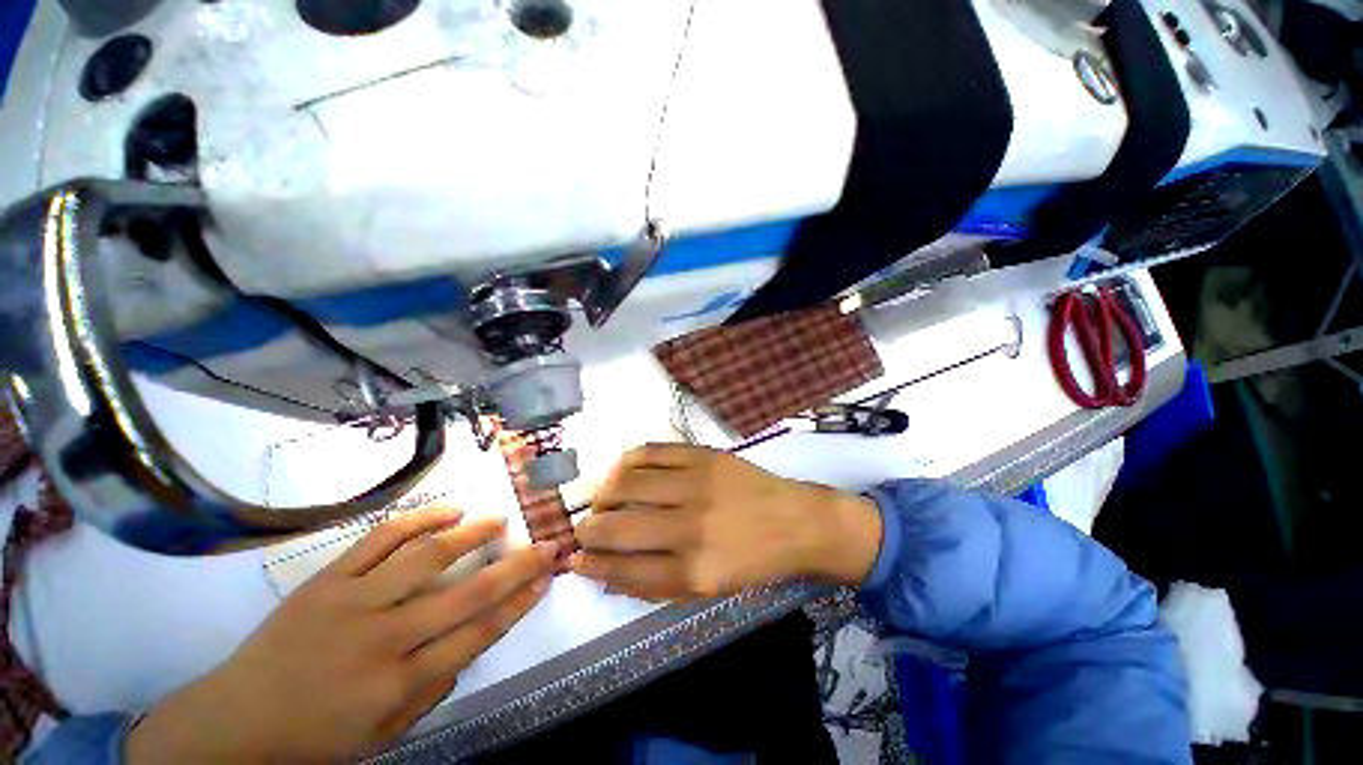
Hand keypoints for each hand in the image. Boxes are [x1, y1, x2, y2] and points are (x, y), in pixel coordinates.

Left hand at [126, 505, 559, 762]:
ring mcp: (353, 601)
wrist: (236, 722)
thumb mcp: (384, 733)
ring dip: (471, 533)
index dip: (519, 602)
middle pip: (466, 593)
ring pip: (427, 557)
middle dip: (515, 566)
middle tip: (545, 544)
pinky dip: (419, 520)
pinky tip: (448, 509)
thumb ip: (434, 687)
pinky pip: (379, 540)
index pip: (478, 634)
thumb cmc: (317, 737)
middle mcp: (383, 637)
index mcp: (399, 682)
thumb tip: (472, 641)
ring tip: (499, 518)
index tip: (546, 578)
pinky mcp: (327, 580)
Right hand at [570, 444, 881, 600]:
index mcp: (693, 571)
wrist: (797, 521)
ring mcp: (697, 484)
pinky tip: (623, 468)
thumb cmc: (753, 561)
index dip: (591, 564)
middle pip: (618, 526)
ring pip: (628, 482)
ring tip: (602, 498)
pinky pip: (653, 451)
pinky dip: (629, 459)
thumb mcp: (708, 589)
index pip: (622, 568)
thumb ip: (656, 582)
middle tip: (583, 527)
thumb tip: (607, 571)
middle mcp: (691, 527)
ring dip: (603, 492)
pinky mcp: (705, 455)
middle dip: (588, 529)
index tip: (574, 558)